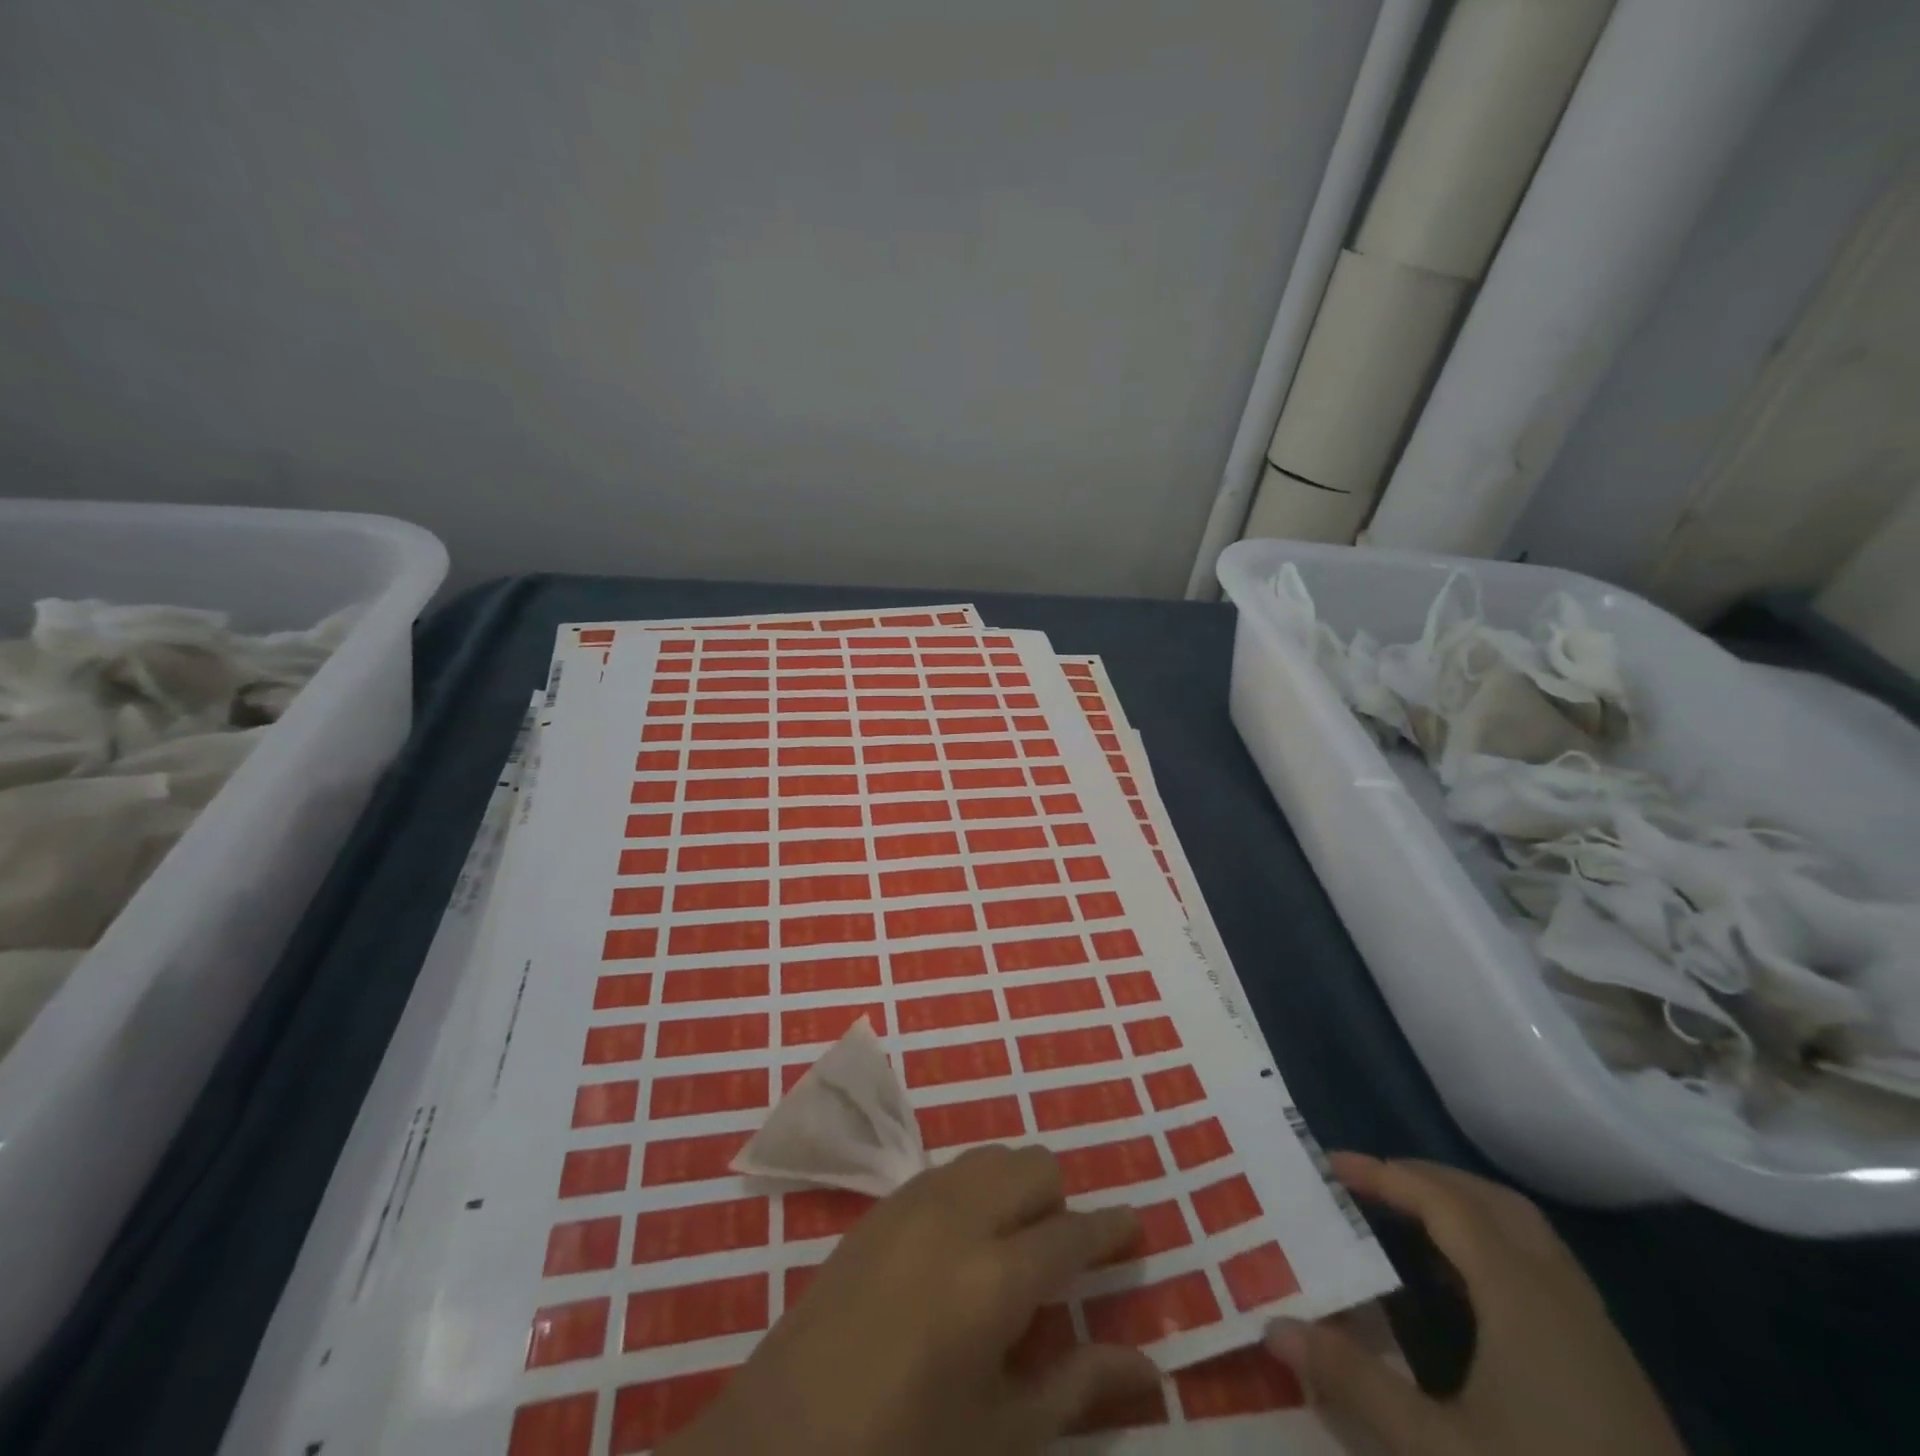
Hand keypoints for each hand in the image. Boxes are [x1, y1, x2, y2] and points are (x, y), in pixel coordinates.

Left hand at [661, 1144, 1160, 1455]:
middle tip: (1061, 1257)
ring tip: (1012, 1246)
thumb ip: (1079, 1387)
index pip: (1074, 1231)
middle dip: (1060, 1201)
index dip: (1112, 1228)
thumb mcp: (1001, 1435)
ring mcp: (915, 1199)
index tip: (1135, 1227)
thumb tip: (1152, 1368)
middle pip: (1034, 1166)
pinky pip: (950, 1169)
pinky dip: (975, 1188)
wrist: (784, 1437)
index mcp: (996, 1276)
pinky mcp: (883, 1202)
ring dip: (1016, 1187)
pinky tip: (962, 1242)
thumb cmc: (905, 1449)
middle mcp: (960, 1215)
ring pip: (991, 1156)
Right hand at [1266, 1154, 1686, 1455]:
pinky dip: (1493, 1244)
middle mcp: (1561, 1293)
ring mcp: (1595, 1329)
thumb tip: (1273, 1327)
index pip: (1444, 1201)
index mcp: (1521, 1295)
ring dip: (1463, 1207)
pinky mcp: (1611, 1365)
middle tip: (1369, 1183)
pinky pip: (1543, 1266)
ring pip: (1524, 1230)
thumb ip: (1355, 1381)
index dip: (1385, 1174)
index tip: (1331, 1166)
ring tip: (1408, 1220)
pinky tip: (1466, 1288)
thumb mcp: (1440, 1450)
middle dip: (1426, 1178)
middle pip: (1490, 1200)